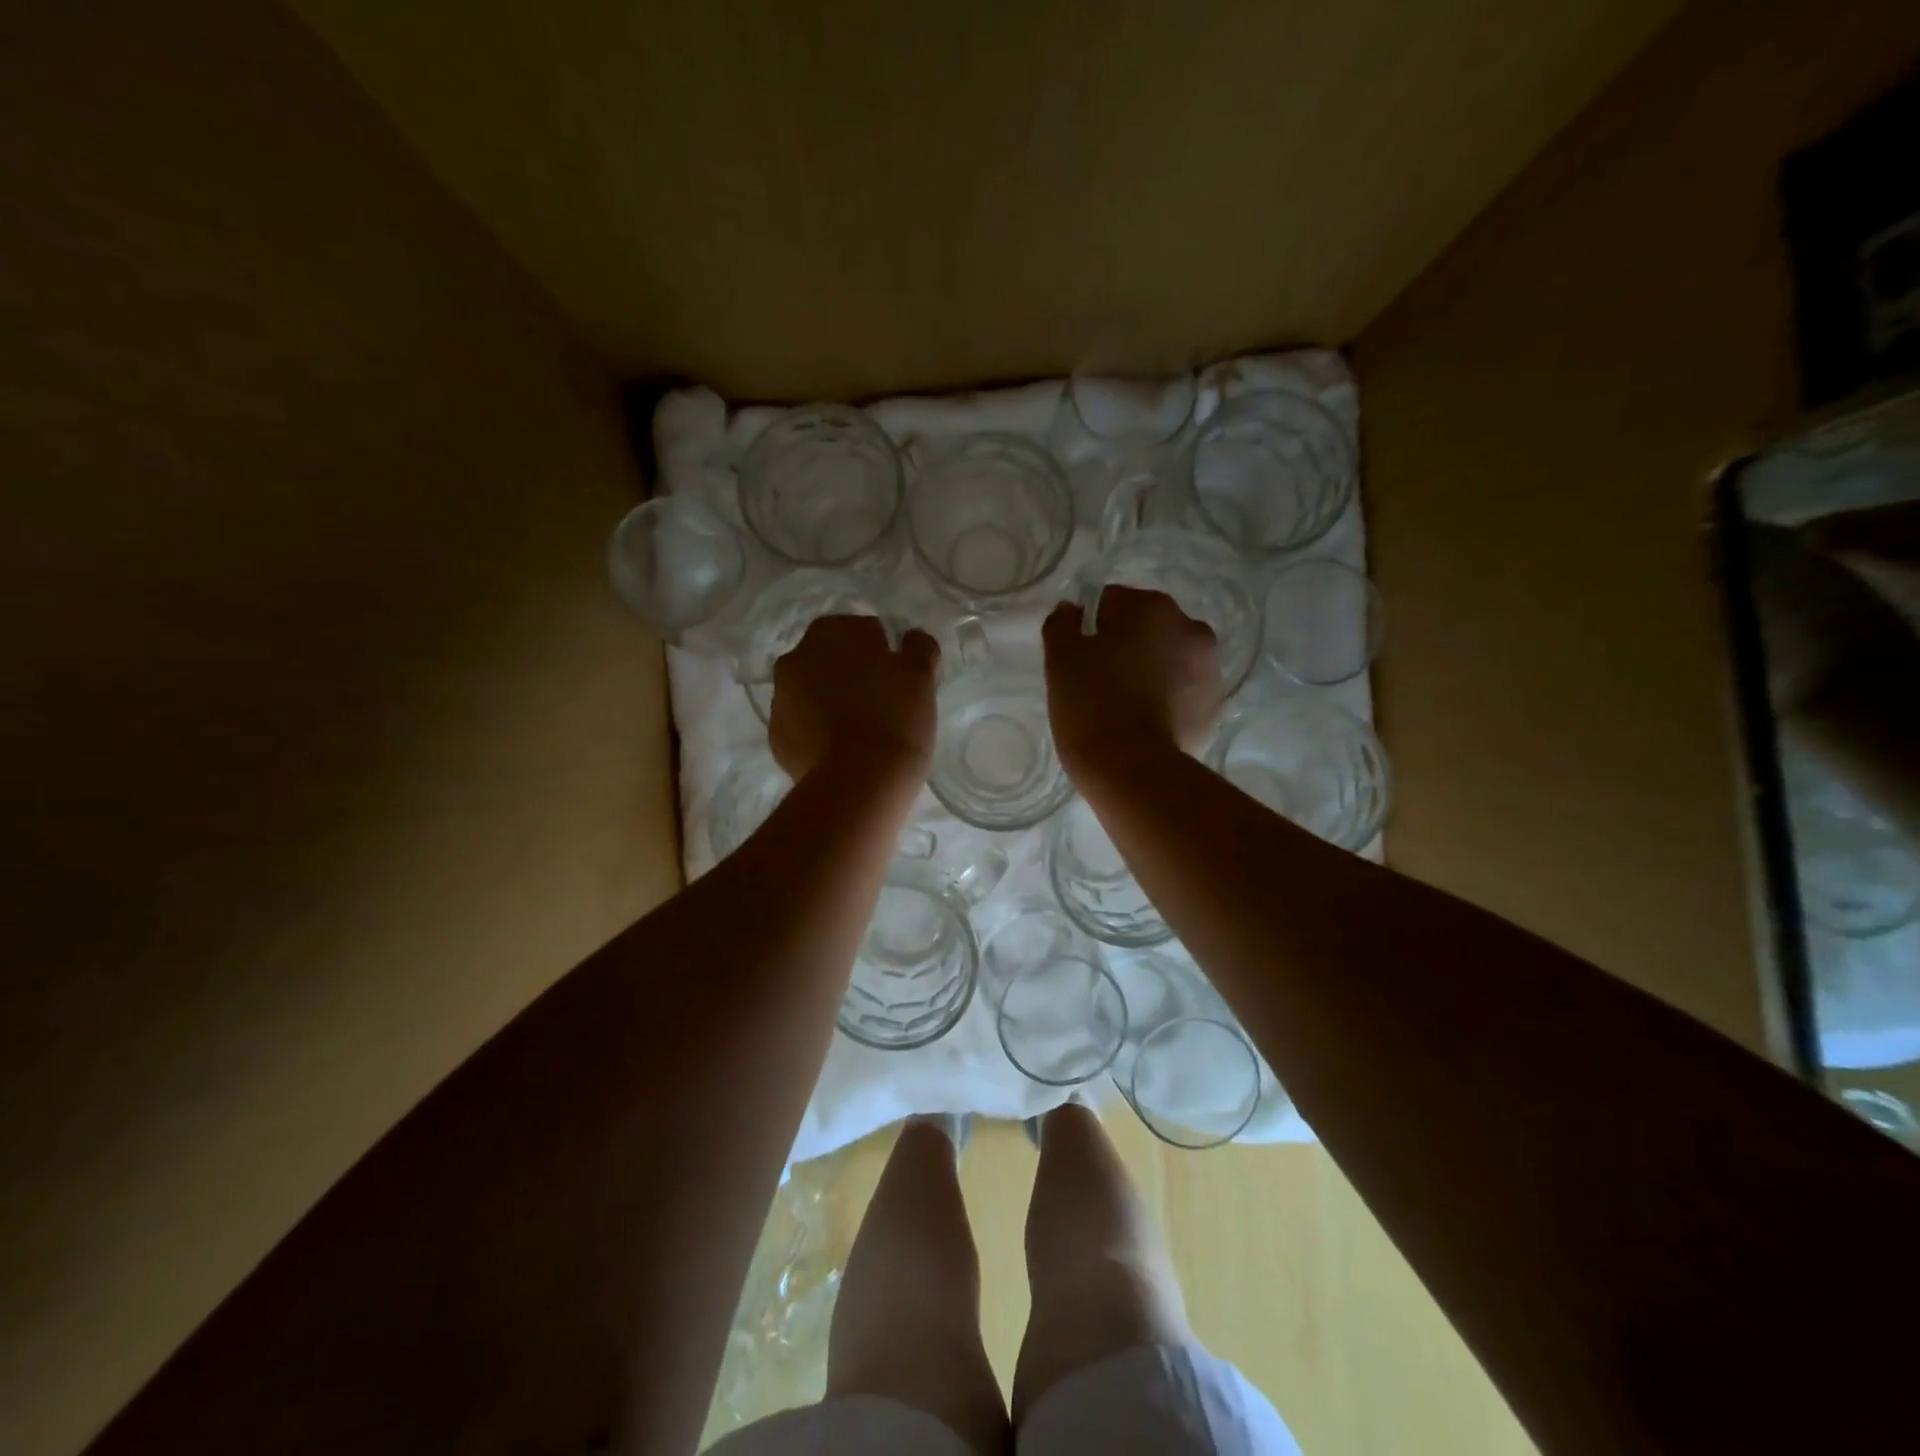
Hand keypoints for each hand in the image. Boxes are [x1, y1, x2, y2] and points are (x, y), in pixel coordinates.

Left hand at [770, 615, 939, 781]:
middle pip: (833, 659)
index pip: (864, 631)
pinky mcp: (776, 734)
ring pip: (814, 690)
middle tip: (882, 702)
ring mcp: (780, 696)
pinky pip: (803, 723)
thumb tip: (912, 639)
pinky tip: (842, 749)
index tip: (898, 680)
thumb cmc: (894, 718)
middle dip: (853, 674)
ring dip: (833, 700)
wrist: (857, 782)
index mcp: (831, 631)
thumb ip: (918, 648)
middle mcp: (796, 656)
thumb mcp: (920, 676)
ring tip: (862, 729)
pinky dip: (818, 730)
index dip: (883, 654)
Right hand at [1042, 587, 1218, 777]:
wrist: (1133, 768)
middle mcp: (1189, 626)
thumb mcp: (1060, 658)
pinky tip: (1144, 720)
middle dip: (1125, 645)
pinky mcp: (1214, 704)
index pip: (1111, 602)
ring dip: (1149, 668)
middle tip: (1100, 681)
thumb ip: (1062, 623)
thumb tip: (1072, 610)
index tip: (1079, 658)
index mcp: (1151, 607)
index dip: (1091, 628)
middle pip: (1145, 627)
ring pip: (1167, 656)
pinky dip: (1166, 695)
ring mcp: (1208, 667)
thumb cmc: (1091, 703)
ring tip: (1124, 703)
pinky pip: (1182, 688)